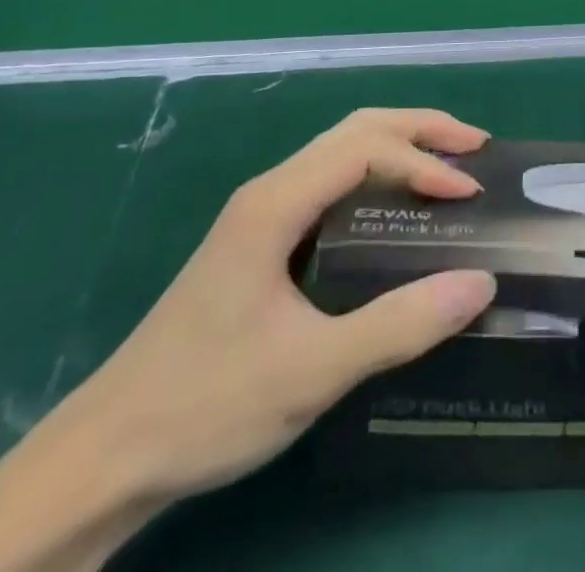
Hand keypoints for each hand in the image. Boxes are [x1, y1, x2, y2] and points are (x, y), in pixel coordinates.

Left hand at [76, 107, 498, 499]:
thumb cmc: (206, 404)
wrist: (104, 456)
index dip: (424, 163)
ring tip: (447, 169)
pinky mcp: (260, 241)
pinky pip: (330, 182)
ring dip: (398, 147)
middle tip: (475, 149)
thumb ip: (400, 325)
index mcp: (276, 202)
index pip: (365, 150)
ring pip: (340, 151)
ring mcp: (261, 213)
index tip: (470, 194)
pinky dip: (376, 176)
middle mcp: (270, 190)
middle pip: (356, 129)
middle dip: (420, 129)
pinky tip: (396, 209)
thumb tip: (480, 282)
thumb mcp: (312, 370)